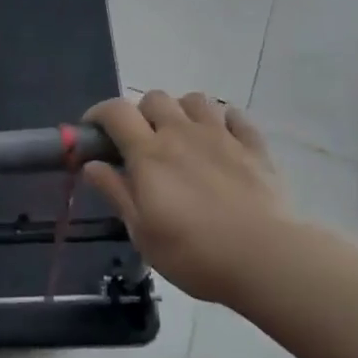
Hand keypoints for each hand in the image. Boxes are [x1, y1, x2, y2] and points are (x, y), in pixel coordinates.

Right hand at [82, 92, 295, 303]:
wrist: (266, 259)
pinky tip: (222, 141)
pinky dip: (223, 122)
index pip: (115, 111)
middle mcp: (181, 133)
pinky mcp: (254, 147)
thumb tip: (91, 165)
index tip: (93, 132)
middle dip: (141, 113)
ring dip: (181, 111)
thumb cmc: (193, 252)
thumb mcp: (142, 231)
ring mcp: (221, 136)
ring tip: (182, 137)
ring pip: (195, 100)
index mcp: (149, 153)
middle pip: (154, 98)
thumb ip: (116, 192)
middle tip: (141, 143)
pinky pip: (236, 117)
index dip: (98, 114)